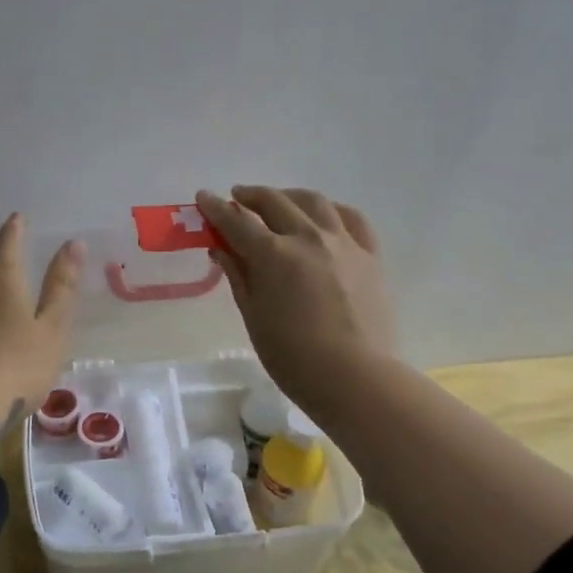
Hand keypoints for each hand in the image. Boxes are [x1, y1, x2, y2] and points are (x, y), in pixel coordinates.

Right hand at [196, 186, 395, 414]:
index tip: (203, 197)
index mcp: (273, 254)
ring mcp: (343, 242)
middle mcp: (307, 237)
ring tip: (278, 201)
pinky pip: (351, 218)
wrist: (355, 377)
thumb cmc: (293, 356)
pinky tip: (324, 215)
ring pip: (313, 201)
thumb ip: (239, 276)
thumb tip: (221, 249)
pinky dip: (331, 210)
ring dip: (289, 196)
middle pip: (274, 202)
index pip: (236, 221)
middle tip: (237, 198)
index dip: (215, 208)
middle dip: (250, 196)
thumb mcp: (254, 316)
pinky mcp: (369, 255)